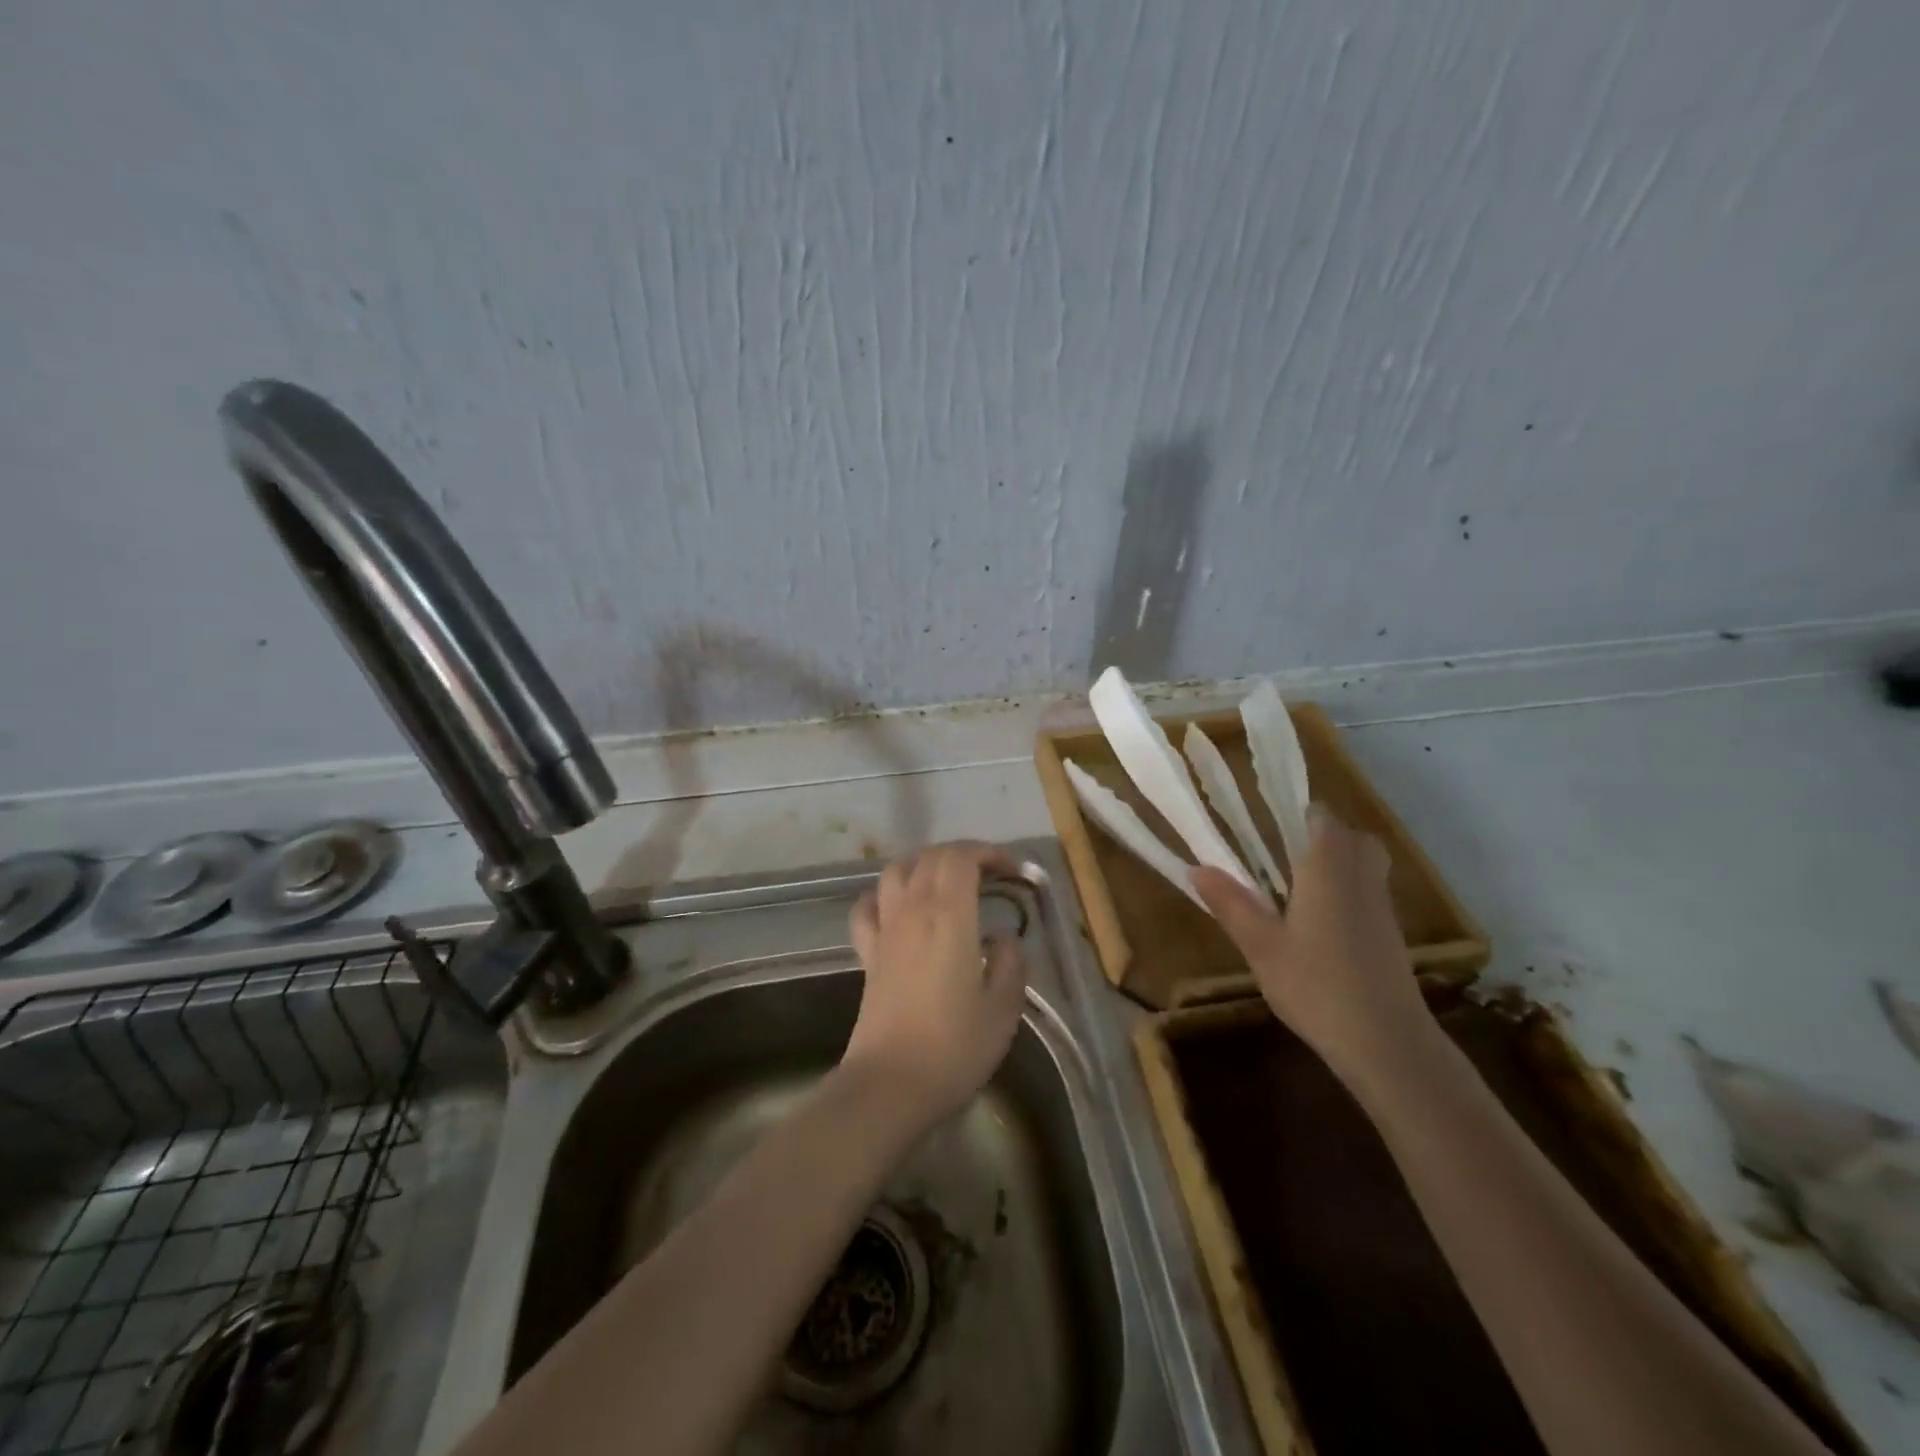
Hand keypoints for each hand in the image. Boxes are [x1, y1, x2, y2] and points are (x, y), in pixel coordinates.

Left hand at [843, 841, 1028, 1125]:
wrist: (890, 1083)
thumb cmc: (954, 1045)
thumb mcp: (1004, 1007)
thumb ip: (1011, 962)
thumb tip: (1002, 939)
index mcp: (949, 915)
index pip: (962, 857)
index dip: (988, 853)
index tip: (1011, 872)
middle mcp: (912, 910)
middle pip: (931, 857)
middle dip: (962, 854)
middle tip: (989, 874)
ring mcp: (885, 930)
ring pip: (896, 871)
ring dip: (924, 865)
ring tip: (946, 882)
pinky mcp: (867, 954)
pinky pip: (868, 907)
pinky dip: (883, 895)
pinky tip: (897, 908)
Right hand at [1191, 806, 1433, 1083]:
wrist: (1387, 1042)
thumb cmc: (1316, 985)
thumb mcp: (1261, 946)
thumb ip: (1231, 904)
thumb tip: (1197, 868)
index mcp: (1327, 869)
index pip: (1322, 818)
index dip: (1298, 813)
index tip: (1267, 821)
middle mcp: (1361, 877)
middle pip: (1353, 836)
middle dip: (1324, 835)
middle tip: (1284, 851)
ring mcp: (1382, 907)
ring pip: (1367, 864)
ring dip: (1339, 862)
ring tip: (1297, 884)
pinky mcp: (1391, 935)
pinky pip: (1370, 892)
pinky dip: (1349, 891)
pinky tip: (1319, 922)